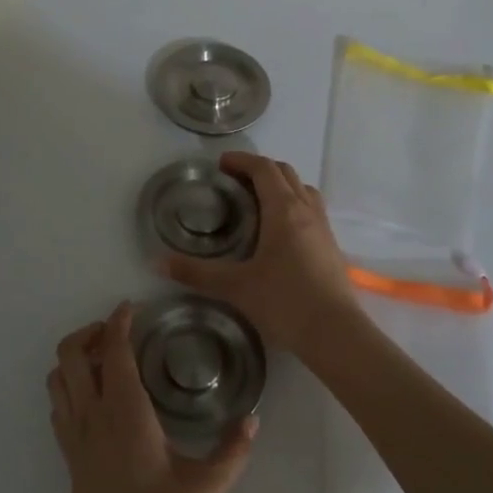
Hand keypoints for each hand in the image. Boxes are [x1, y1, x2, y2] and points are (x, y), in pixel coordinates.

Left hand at [46, 304, 254, 492]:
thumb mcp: (206, 487)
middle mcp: (93, 415)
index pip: (113, 349)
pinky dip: (69, 386)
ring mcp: (75, 436)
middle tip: (119, 331)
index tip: (132, 307)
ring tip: (105, 358)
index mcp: (125, 411)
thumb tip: (253, 419)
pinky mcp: (69, 457)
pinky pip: (58, 406)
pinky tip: (96, 398)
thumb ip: (233, 449)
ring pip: (57, 378)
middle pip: (69, 354)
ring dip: (74, 358)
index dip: (119, 320)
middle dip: (89, 331)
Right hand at [163, 153, 363, 357]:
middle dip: (259, 169)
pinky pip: (311, 210)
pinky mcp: (331, 246)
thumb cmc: (284, 302)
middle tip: (234, 182)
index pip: (263, 169)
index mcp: (283, 210)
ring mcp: (323, 228)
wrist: (335, 332)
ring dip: (280, 186)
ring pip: (302, 190)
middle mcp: (306, 210)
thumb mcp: (235, 286)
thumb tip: (157, 262)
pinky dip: (293, 206)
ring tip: (257, 203)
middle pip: (285, 173)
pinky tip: (279, 233)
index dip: (242, 160)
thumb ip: (196, 273)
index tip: (221, 164)